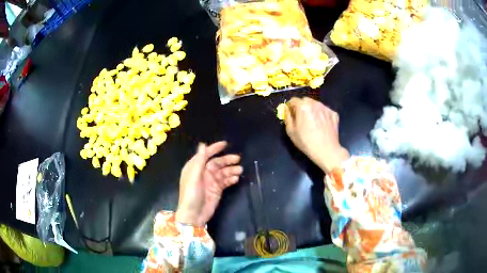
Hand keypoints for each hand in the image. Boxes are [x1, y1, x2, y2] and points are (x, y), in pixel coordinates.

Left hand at [176, 141, 242, 226]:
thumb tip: (203, 144)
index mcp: (195, 167)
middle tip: (238, 159)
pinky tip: (236, 179)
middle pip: (217, 163)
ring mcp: (210, 182)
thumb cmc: (191, 195)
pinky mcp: (216, 190)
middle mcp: (203, 173)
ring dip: (231, 170)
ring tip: (240, 170)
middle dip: (227, 160)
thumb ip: (200, 161)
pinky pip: (225, 181)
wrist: (193, 215)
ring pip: (223, 172)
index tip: (225, 144)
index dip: (215, 148)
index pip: (205, 154)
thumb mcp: (194, 177)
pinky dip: (231, 179)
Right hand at [284, 97, 349, 173]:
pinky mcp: (334, 113)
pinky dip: (322, 114)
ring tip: (313, 122)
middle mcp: (315, 103)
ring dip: (312, 109)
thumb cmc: (306, 142)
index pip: (293, 100)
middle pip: (305, 100)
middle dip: (301, 106)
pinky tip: (322, 125)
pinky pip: (325, 111)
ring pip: (316, 104)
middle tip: (302, 118)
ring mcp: (326, 108)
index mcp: (303, 106)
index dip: (290, 107)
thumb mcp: (290, 131)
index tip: (291, 114)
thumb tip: (287, 109)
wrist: (326, 150)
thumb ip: (287, 117)